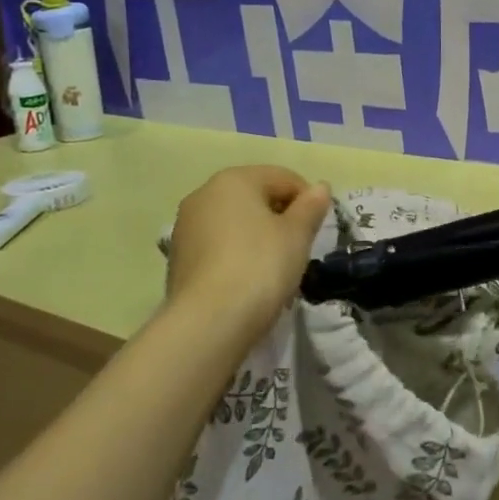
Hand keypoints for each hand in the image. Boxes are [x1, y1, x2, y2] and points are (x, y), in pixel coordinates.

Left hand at [162, 166, 331, 342]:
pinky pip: (219, 246)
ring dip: (259, 237)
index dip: (308, 200)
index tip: (318, 229)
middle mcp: (204, 195)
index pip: (283, 178)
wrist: (209, 321)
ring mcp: (186, 227)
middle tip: (299, 248)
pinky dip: (238, 255)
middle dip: (281, 218)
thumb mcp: (297, 234)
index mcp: (234, 180)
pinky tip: (250, 281)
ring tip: (275, 268)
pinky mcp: (178, 258)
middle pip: (256, 197)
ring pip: (236, 223)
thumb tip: (320, 187)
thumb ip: (311, 207)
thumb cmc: (261, 265)